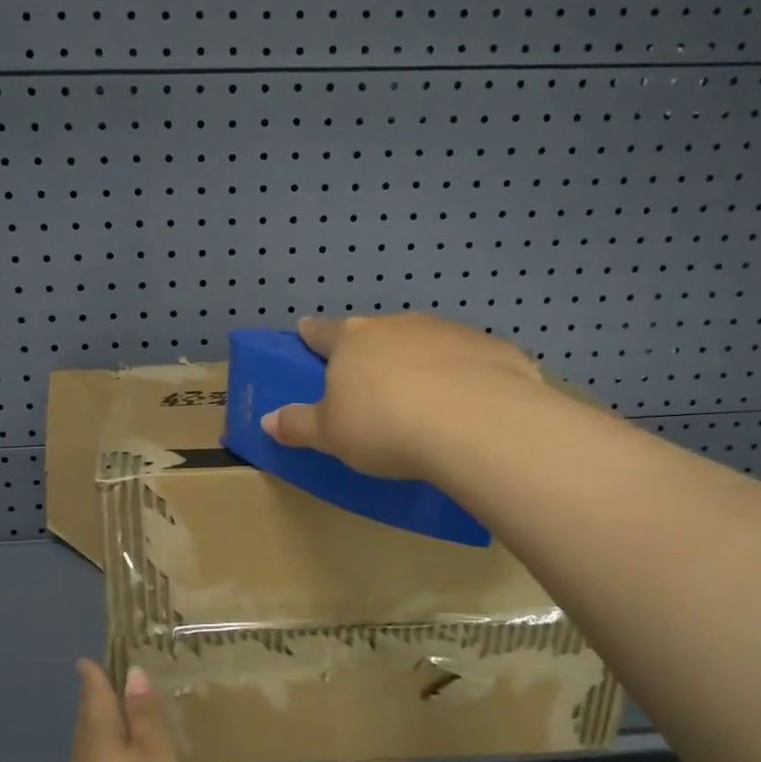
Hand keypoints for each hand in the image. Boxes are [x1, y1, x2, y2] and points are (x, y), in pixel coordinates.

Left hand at [61, 659, 188, 761]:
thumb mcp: (156, 758)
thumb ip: (146, 716)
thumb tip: (133, 674)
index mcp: (97, 738)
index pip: (94, 695)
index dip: (94, 675)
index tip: (88, 660)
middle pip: (90, 724)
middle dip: (100, 705)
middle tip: (115, 687)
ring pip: (93, 755)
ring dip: (108, 738)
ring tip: (130, 729)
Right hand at [262, 313, 542, 480]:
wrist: (476, 423)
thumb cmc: (385, 426)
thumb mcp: (331, 436)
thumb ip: (299, 425)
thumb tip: (267, 421)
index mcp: (352, 342)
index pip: (323, 332)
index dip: (312, 333)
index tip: (305, 328)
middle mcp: (398, 326)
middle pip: (377, 335)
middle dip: (372, 352)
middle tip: (371, 381)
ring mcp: (448, 331)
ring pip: (425, 343)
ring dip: (420, 362)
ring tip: (424, 398)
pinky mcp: (492, 347)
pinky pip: (469, 360)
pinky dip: (464, 376)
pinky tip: (470, 405)